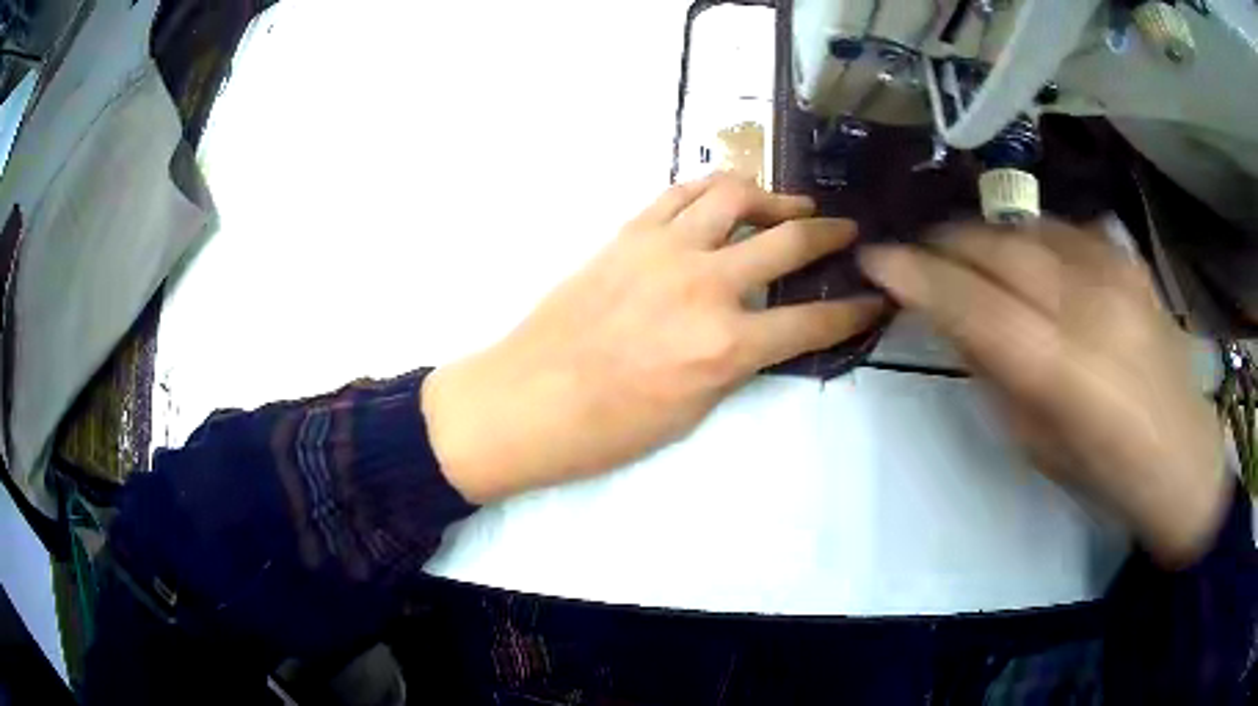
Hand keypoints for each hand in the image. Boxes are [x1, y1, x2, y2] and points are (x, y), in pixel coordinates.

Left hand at [423, 175, 883, 503]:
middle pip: (789, 242)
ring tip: (790, 205)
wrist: (525, 400)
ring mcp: (663, 249)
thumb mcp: (692, 413)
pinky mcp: (628, 234)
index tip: (874, 297)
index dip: (852, 310)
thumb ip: (736, 363)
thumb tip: (764, 332)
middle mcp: (704, 286)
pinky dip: (712, 186)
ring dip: (773, 196)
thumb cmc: (607, 429)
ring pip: (734, 196)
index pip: (812, 321)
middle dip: (831, 234)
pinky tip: (726, 195)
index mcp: (725, 346)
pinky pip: (679, 192)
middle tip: (848, 230)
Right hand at [861, 221, 1227, 566]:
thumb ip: (997, 375)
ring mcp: (1117, 276)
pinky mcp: (1132, 265)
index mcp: (1063, 371)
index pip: (973, 303)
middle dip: (947, 243)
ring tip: (967, 251)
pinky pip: (1068, 229)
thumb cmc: (1108, 478)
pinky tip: (1027, 253)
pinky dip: (1034, 235)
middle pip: (1001, 249)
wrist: (1184, 463)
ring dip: (987, 235)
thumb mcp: (1038, 447)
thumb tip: (954, 322)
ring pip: (1031, 229)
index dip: (918, 275)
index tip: (876, 257)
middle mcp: (1090, 307)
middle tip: (919, 251)